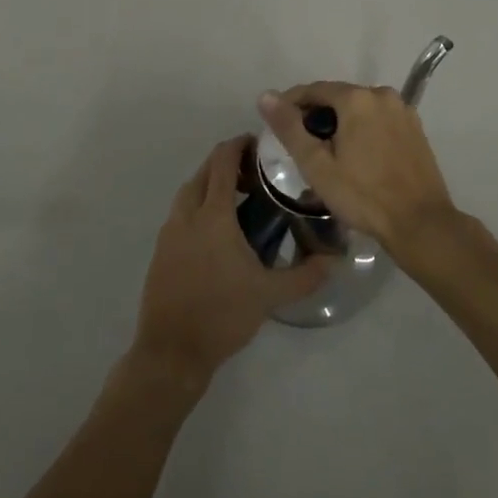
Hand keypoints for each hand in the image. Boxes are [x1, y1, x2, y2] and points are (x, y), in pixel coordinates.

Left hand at [130, 136, 328, 392]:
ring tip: (238, 198)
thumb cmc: (221, 316)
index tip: (261, 144)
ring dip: (210, 183)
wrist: (170, 353)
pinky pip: (181, 212)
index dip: (239, 144)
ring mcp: (169, 232)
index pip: (222, 161)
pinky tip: (217, 230)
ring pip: (189, 191)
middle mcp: (187, 214)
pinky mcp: (161, 251)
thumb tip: (335, 259)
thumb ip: (305, 275)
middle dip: (227, 162)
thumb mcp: (270, 295)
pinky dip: (198, 205)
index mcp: (212, 215)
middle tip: (255, 173)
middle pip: (204, 171)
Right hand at [256, 83, 459, 262]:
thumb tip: (266, 96)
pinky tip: (358, 155)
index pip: (314, 90)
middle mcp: (382, 94)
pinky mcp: (415, 127)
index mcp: (357, 98)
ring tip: (327, 152)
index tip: (279, 125)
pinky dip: (364, 129)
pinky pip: (379, 119)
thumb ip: (290, 128)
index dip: (292, 104)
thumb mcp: (317, 165)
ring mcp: (403, 110)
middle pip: (339, 97)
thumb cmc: (363, 196)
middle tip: (302, 144)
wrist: (420, 223)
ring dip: (341, 122)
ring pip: (360, 108)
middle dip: (317, 114)